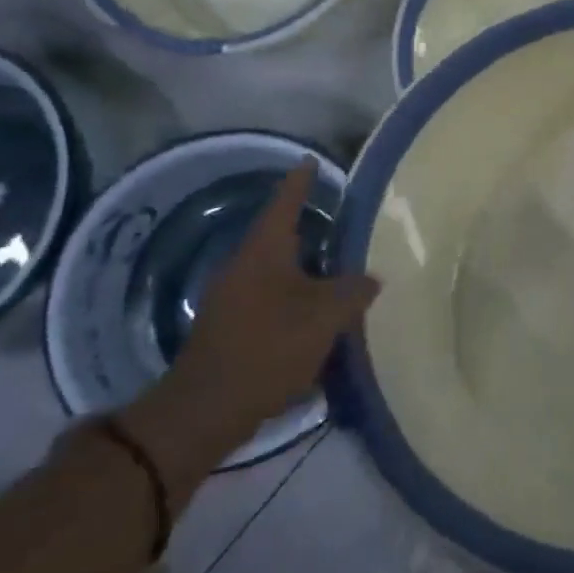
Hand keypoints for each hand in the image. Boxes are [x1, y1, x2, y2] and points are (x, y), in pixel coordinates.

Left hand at [143, 160, 378, 468]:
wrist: (205, 411)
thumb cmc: (268, 348)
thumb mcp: (326, 315)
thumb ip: (354, 290)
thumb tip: (369, 279)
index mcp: (264, 252)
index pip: (285, 203)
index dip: (302, 182)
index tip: (312, 161)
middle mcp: (244, 267)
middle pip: (281, 238)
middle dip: (312, 230)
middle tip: (346, 224)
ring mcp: (233, 299)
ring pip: (278, 272)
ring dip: (307, 270)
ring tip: (342, 272)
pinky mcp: (232, 329)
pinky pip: (272, 300)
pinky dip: (297, 299)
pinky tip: (319, 315)